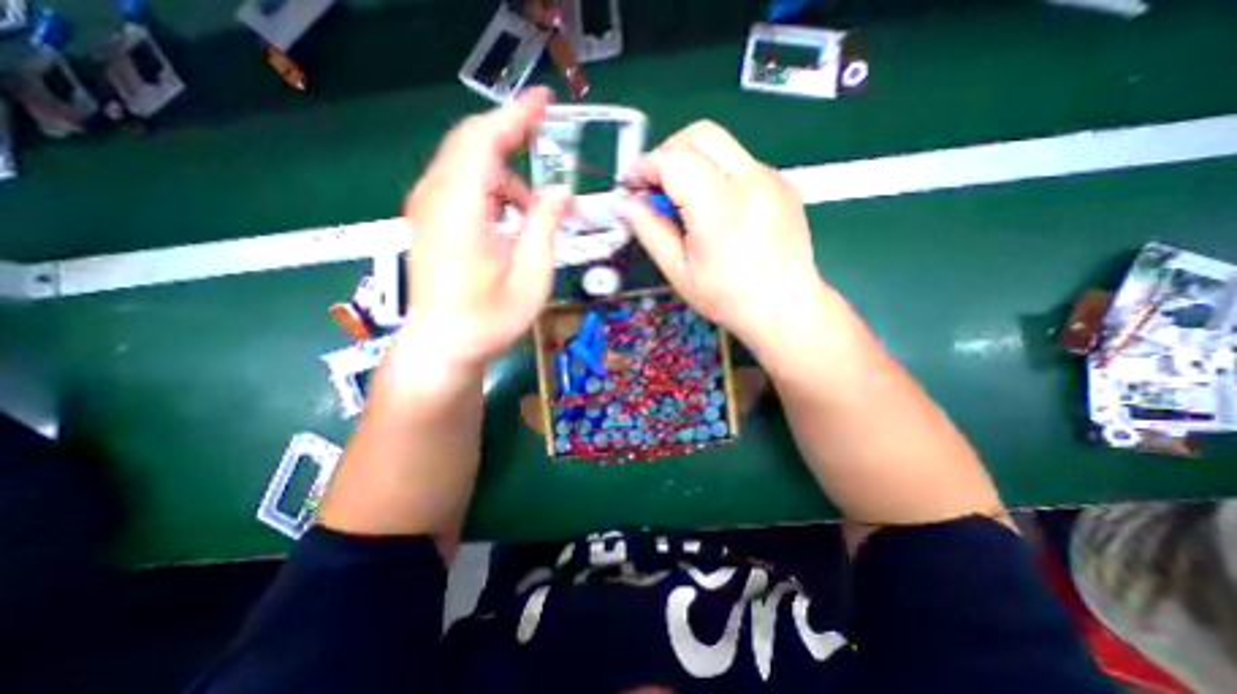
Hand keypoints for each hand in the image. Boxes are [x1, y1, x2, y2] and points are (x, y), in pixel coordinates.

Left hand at [407, 89, 575, 375]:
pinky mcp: (429, 221)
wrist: (443, 346)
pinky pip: (461, 187)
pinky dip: (492, 191)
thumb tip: (562, 192)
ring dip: (507, 178)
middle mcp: (436, 198)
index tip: (545, 101)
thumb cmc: (490, 319)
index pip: (484, 140)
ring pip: (468, 166)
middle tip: (548, 147)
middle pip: (472, 144)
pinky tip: (510, 220)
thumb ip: (546, 227)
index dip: (516, 116)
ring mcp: (427, 209)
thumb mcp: (531, 276)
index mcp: (460, 209)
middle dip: (512, 139)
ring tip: (536, 213)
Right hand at [625, 120, 824, 351]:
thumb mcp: (679, 271)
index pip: (673, 161)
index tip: (631, 184)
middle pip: (701, 134)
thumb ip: (649, 231)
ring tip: (684, 199)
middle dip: (669, 151)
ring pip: (723, 146)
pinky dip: (718, 174)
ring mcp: (772, 178)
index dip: (644, 167)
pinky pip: (742, 163)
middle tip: (655, 184)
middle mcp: (750, 180)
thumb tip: (625, 205)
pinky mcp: (784, 184)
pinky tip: (716, 208)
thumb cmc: (727, 298)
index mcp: (719, 206)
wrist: (784, 307)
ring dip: (693, 161)